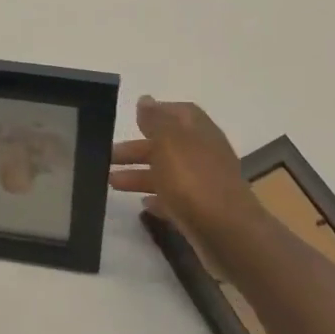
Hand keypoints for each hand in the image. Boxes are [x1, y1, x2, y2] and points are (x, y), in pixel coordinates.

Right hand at [110, 96, 263, 248]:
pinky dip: (158, 198)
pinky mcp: (201, 212)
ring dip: (140, 175)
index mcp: (199, 131)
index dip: (156, 113)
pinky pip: (175, 200)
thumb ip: (155, 119)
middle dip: (137, 149)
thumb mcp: (169, 141)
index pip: (179, 112)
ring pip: (168, 173)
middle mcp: (204, 154)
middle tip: (107, 156)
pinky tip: (142, 204)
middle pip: (167, 145)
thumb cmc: (193, 179)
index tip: (131, 119)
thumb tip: (145, 100)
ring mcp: (204, 184)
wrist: (227, 233)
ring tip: (110, 182)